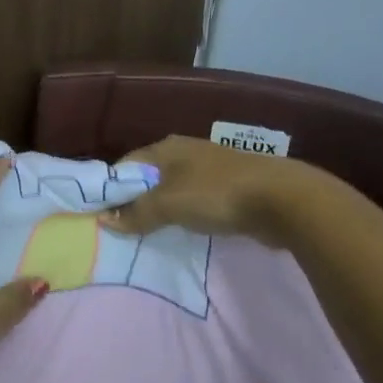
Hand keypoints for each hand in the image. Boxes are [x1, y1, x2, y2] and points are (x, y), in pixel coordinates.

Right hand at [98, 135, 319, 245]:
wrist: (281, 199)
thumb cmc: (216, 194)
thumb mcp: (168, 204)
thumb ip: (136, 213)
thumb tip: (105, 221)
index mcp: (166, 148)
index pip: (126, 165)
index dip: (111, 189)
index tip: (101, 215)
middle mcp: (184, 152)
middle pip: (148, 177)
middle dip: (134, 200)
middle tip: (122, 229)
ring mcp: (208, 169)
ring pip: (172, 189)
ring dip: (160, 209)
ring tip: (148, 234)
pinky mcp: (228, 187)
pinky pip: (194, 200)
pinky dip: (184, 214)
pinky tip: (182, 230)